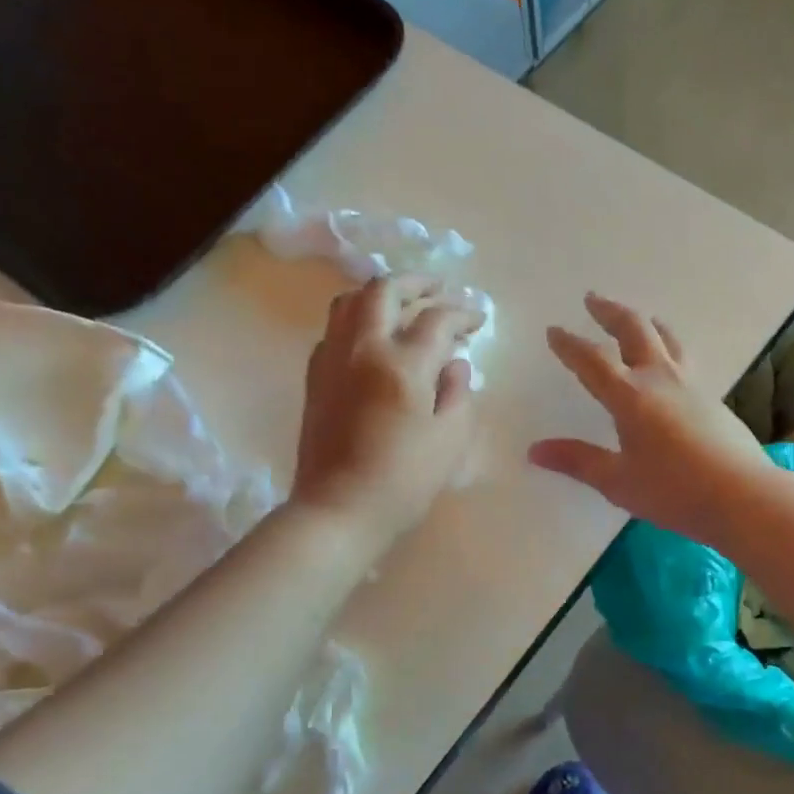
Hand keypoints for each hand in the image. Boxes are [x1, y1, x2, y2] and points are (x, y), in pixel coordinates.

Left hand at [291, 276, 481, 548]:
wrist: (338, 510)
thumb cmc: (403, 480)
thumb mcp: (450, 439)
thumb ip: (459, 392)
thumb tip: (455, 363)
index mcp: (402, 364)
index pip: (437, 319)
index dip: (463, 313)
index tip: (479, 319)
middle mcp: (362, 349)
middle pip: (385, 291)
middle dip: (417, 283)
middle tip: (439, 289)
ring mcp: (331, 359)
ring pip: (350, 301)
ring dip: (380, 294)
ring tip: (403, 304)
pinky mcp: (314, 377)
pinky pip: (334, 329)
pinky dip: (357, 319)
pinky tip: (373, 339)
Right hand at [529, 293, 774, 544]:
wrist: (744, 496)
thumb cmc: (674, 491)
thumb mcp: (618, 482)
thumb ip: (577, 461)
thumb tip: (535, 450)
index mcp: (631, 396)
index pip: (592, 360)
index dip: (570, 344)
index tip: (554, 330)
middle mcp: (661, 379)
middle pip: (634, 330)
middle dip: (610, 312)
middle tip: (593, 299)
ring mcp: (692, 385)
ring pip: (666, 338)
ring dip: (645, 322)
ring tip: (636, 318)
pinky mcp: (713, 398)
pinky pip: (684, 357)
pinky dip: (667, 346)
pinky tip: (669, 362)